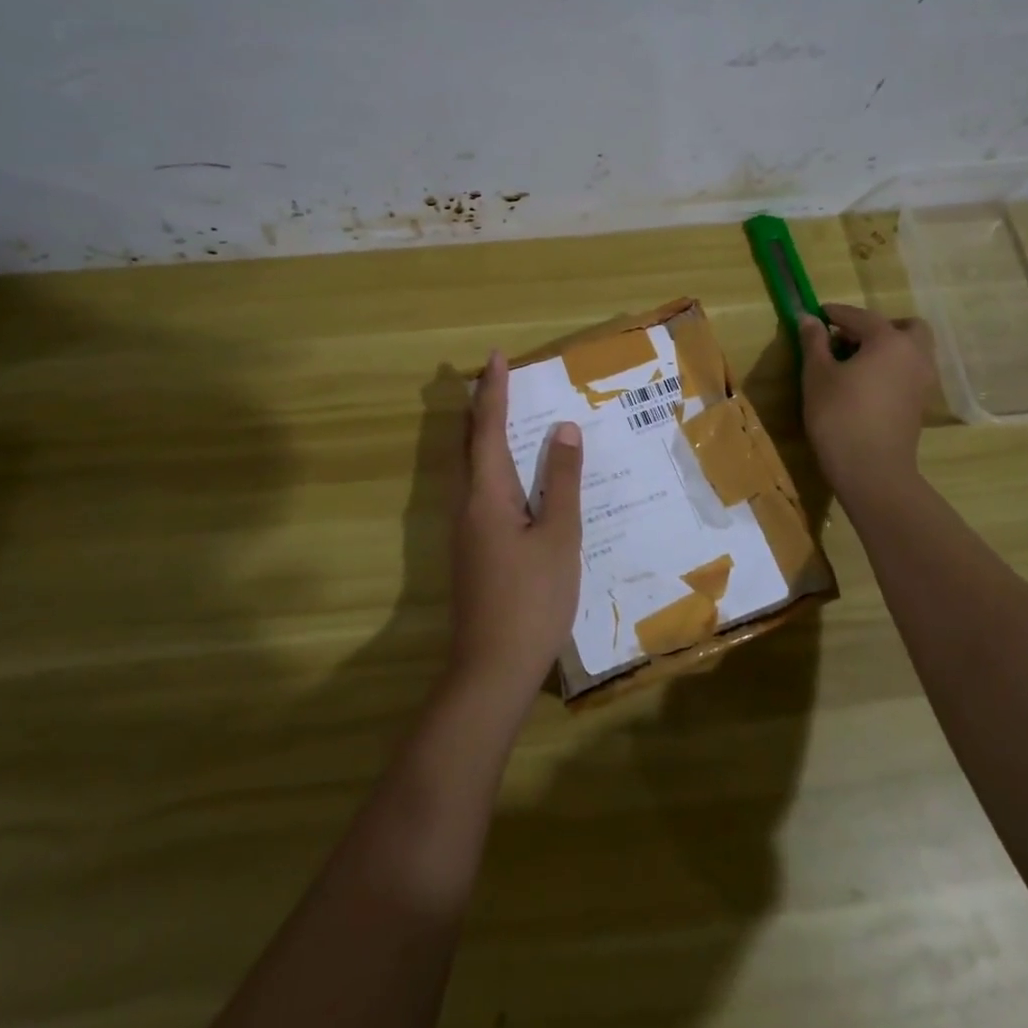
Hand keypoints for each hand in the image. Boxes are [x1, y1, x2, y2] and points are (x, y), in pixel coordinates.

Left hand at [447, 349, 584, 711]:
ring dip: (482, 439)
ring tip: (505, 420)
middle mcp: (466, 506)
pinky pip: (478, 493)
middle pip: (466, 446)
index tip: (494, 357)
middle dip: (478, 410)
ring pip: (469, 471)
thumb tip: (563, 430)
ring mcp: (464, 532)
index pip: (487, 430)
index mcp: (486, 496)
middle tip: (493, 382)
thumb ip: (560, 482)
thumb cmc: (531, 600)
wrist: (491, 670)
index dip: (493, 392)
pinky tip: (516, 483)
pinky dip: (492, 470)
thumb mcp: (558, 537)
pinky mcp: (471, 552)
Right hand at [799, 304, 937, 504]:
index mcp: (890, 341)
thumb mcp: (817, 375)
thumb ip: (814, 342)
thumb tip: (808, 318)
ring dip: (886, 348)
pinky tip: (865, 384)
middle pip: (904, 327)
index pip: (861, 317)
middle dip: (877, 327)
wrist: (872, 470)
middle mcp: (914, 355)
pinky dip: (891, 368)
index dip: (836, 314)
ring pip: (910, 350)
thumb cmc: (839, 416)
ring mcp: (922, 381)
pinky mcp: (919, 404)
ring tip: (854, 363)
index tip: (817, 314)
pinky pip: (908, 372)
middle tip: (848, 339)